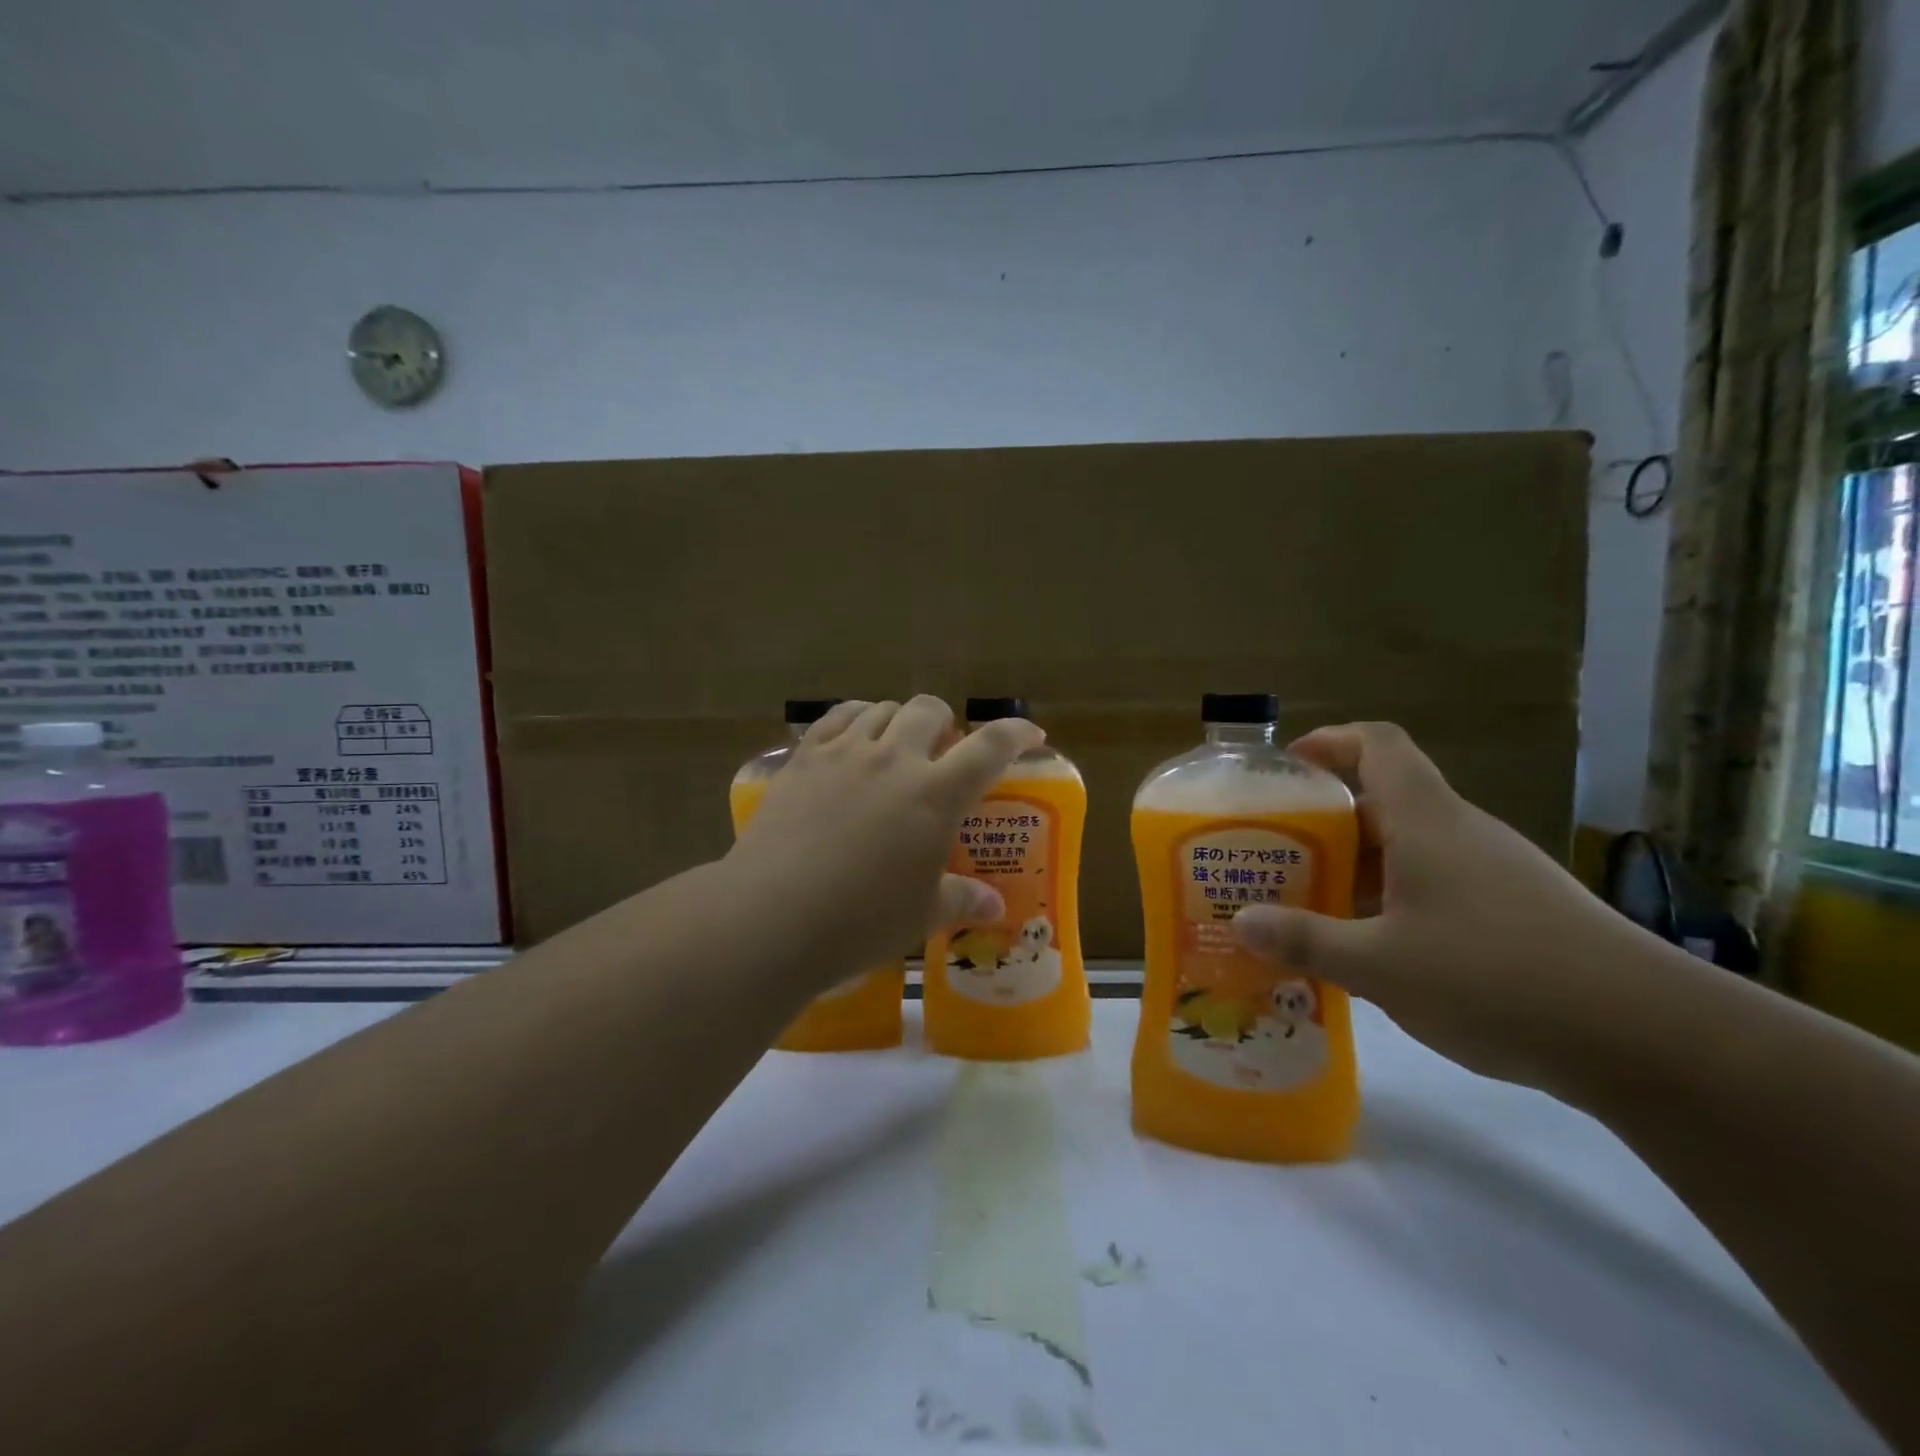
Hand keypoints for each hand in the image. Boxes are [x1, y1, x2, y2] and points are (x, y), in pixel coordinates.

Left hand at [726, 697, 1044, 976]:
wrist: (773, 916)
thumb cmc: (861, 921)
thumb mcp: (922, 915)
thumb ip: (962, 899)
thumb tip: (995, 905)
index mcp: (936, 794)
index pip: (990, 747)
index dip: (1015, 734)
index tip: (1030, 734)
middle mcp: (895, 758)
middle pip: (930, 710)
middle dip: (945, 723)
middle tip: (942, 753)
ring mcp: (845, 752)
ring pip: (883, 709)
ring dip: (899, 721)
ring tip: (895, 747)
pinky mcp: (804, 758)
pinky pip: (837, 717)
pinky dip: (856, 719)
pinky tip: (853, 740)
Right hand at [1231, 722, 1659, 1091]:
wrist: (1652, 1039)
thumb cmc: (1496, 978)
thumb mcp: (1380, 966)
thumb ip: (1306, 940)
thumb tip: (1240, 922)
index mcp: (1426, 820)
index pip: (1377, 744)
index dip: (1328, 741)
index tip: (1284, 769)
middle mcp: (1460, 832)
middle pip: (1384, 799)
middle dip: (1325, 820)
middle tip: (1276, 853)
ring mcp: (1495, 871)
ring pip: (1410, 847)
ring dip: (1358, 866)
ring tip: (1312, 904)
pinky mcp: (1518, 911)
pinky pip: (1438, 884)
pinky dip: (1394, 900)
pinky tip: (1376, 950)